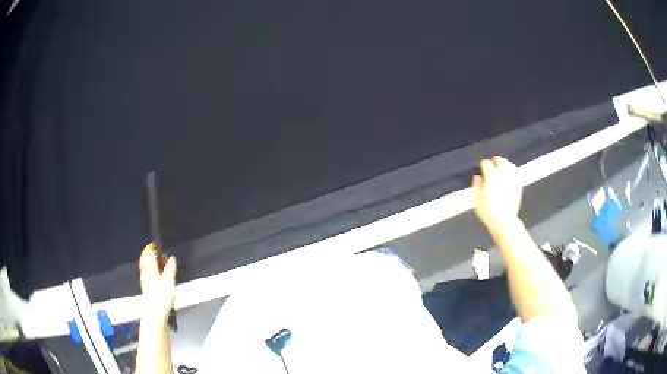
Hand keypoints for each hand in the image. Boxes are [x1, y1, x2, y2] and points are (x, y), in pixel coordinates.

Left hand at [139, 244, 176, 322]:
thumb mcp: (169, 281)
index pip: (148, 254)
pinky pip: (148, 274)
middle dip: (150, 254)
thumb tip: (171, 258)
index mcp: (149, 269)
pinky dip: (153, 270)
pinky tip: (159, 275)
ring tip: (160, 262)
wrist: (155, 313)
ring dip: (152, 262)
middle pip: (145, 260)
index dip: (151, 247)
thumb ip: (170, 269)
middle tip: (157, 252)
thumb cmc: (162, 297)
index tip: (155, 243)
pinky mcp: (147, 288)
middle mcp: (145, 274)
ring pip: (146, 267)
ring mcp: (145, 281)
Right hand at [472, 157, 522, 232]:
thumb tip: (477, 178)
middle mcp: (501, 178)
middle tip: (493, 162)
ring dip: (505, 164)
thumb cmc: (490, 213)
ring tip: (502, 165)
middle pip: (500, 161)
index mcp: (490, 180)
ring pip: (509, 165)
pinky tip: (512, 172)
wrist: (503, 222)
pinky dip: (514, 170)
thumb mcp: (477, 201)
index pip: (487, 164)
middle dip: (496, 160)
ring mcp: (510, 182)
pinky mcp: (517, 187)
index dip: (483, 163)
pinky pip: (517, 174)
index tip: (482, 166)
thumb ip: (476, 186)